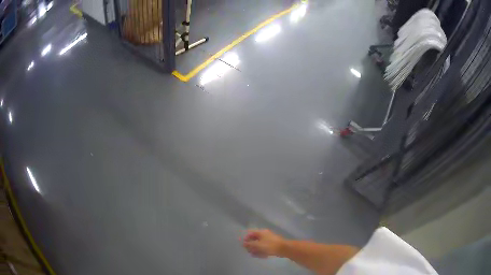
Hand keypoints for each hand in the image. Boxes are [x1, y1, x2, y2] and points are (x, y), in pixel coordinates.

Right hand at [241, 229, 285, 257]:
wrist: (283, 249)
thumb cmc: (269, 245)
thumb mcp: (258, 245)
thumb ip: (250, 244)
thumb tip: (243, 243)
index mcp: (261, 232)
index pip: (251, 233)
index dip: (246, 238)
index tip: (243, 245)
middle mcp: (264, 235)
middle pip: (255, 239)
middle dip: (251, 245)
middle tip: (248, 251)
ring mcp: (269, 240)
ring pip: (259, 244)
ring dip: (255, 249)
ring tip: (253, 254)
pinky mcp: (272, 245)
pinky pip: (264, 248)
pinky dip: (261, 251)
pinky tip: (259, 256)